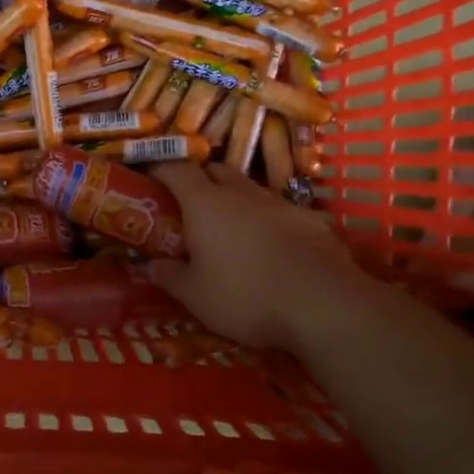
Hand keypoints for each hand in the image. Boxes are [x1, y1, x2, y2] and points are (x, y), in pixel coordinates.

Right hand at [148, 162, 374, 350]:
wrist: (323, 305)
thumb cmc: (245, 296)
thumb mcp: (194, 295)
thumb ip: (169, 276)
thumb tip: (151, 265)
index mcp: (205, 203)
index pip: (177, 168)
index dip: (160, 168)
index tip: (150, 177)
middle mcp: (241, 193)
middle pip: (215, 170)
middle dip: (199, 179)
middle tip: (187, 204)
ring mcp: (280, 204)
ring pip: (249, 190)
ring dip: (234, 200)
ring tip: (228, 229)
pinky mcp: (311, 221)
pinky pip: (280, 213)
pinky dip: (267, 222)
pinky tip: (270, 248)